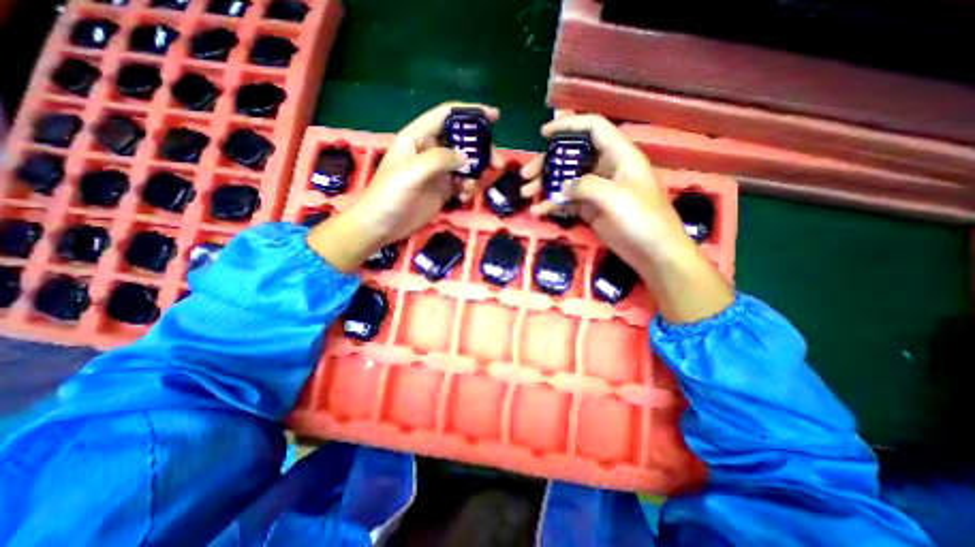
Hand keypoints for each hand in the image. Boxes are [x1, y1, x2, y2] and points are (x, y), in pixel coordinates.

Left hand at [311, 101, 501, 269]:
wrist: (381, 226)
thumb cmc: (389, 195)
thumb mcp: (411, 173)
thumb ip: (439, 160)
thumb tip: (467, 158)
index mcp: (418, 137)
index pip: (446, 116)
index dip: (470, 113)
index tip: (495, 117)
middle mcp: (430, 150)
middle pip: (462, 140)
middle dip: (481, 149)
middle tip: (497, 163)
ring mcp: (438, 171)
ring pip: (466, 164)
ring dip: (476, 174)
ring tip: (473, 188)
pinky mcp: (443, 189)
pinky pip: (463, 183)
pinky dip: (468, 189)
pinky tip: (463, 199)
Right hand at [522, 114, 687, 280]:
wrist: (653, 253)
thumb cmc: (642, 219)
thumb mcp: (615, 197)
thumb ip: (586, 186)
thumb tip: (562, 186)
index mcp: (619, 156)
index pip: (593, 129)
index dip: (569, 126)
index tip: (543, 134)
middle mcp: (606, 169)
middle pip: (573, 156)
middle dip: (547, 163)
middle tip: (526, 175)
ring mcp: (598, 190)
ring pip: (567, 180)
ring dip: (546, 185)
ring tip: (527, 194)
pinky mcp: (592, 209)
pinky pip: (568, 201)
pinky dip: (553, 205)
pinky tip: (539, 211)